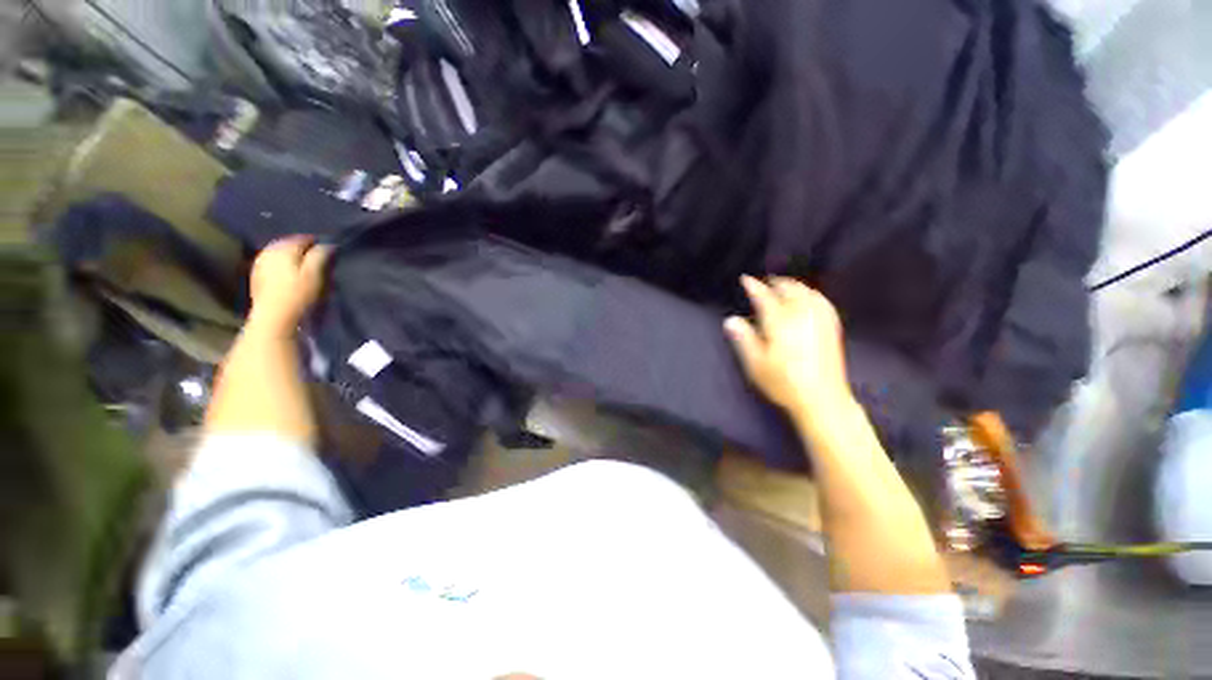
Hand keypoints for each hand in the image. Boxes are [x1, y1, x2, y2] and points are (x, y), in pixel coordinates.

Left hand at [247, 236, 330, 335]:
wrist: (274, 318)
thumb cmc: (298, 294)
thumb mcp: (315, 273)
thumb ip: (320, 255)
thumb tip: (327, 244)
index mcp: (283, 247)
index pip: (304, 238)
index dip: (318, 243)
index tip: (330, 251)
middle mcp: (268, 250)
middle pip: (289, 244)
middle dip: (303, 249)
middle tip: (319, 259)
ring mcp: (259, 263)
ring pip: (279, 253)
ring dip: (292, 257)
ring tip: (305, 267)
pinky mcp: (256, 276)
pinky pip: (272, 263)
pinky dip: (283, 265)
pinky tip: (290, 274)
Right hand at [725, 276, 851, 421]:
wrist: (822, 399)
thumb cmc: (783, 381)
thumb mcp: (755, 363)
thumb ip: (743, 338)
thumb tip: (730, 319)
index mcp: (780, 321)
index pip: (764, 296)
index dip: (753, 286)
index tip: (745, 279)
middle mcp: (801, 314)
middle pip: (788, 289)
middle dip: (775, 282)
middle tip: (764, 281)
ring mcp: (819, 319)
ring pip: (806, 292)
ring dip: (793, 285)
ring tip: (783, 285)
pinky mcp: (831, 328)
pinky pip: (822, 301)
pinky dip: (812, 293)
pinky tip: (810, 297)